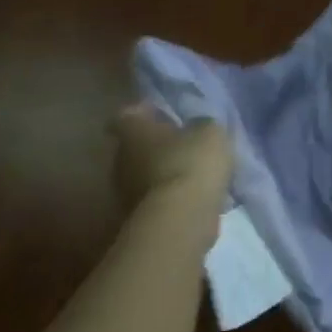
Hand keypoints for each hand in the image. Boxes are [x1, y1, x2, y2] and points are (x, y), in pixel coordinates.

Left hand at [112, 105, 235, 218]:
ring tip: (195, 174)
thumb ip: (201, 125)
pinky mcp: (138, 217)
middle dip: (158, 145)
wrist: (181, 218)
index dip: (145, 113)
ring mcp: (126, 191)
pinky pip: (157, 198)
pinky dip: (172, 196)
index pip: (127, 114)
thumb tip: (197, 127)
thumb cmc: (192, 163)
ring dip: (165, 173)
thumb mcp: (210, 132)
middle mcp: (121, 158)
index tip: (163, 114)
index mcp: (133, 131)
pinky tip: (196, 197)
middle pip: (136, 146)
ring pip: (146, 174)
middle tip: (185, 145)